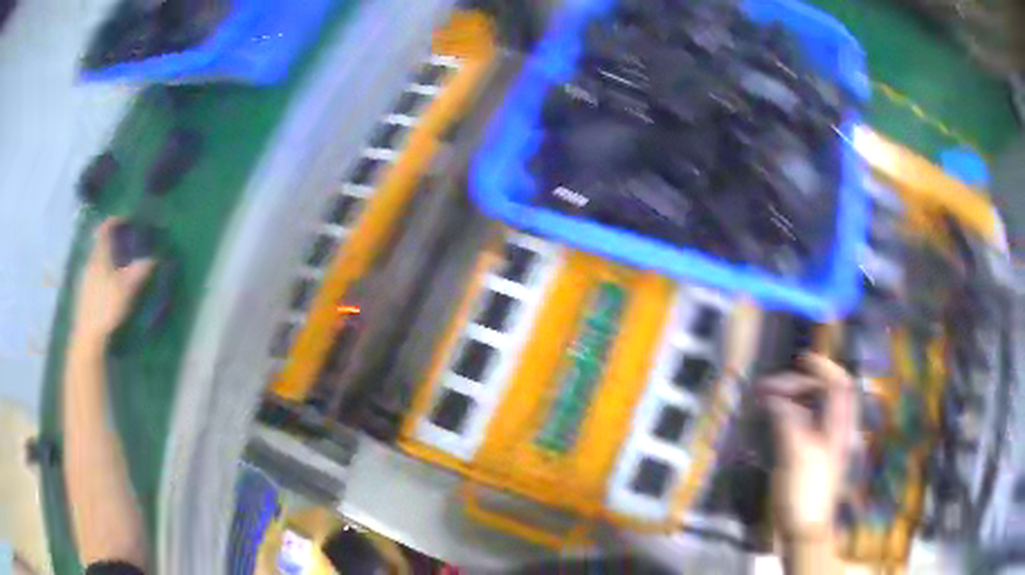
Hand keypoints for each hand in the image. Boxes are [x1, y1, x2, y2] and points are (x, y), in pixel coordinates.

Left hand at [72, 218, 155, 345]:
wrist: (87, 336)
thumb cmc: (106, 307)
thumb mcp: (126, 289)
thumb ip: (139, 271)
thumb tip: (154, 257)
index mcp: (99, 256)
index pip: (105, 229)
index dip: (115, 220)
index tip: (127, 219)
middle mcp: (91, 262)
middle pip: (101, 243)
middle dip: (114, 240)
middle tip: (127, 243)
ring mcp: (86, 278)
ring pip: (98, 259)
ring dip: (109, 256)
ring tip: (121, 263)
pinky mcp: (85, 293)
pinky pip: (95, 273)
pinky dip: (104, 271)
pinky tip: (111, 283)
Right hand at [762, 354, 856, 539]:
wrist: (803, 529)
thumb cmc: (804, 491)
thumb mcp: (796, 454)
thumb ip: (787, 419)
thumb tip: (772, 396)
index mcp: (837, 425)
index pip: (838, 384)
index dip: (822, 367)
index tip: (799, 359)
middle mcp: (834, 429)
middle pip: (825, 394)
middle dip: (800, 383)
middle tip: (770, 388)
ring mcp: (823, 444)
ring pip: (813, 410)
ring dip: (793, 399)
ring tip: (768, 401)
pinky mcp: (810, 457)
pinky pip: (803, 426)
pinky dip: (789, 416)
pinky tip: (773, 422)